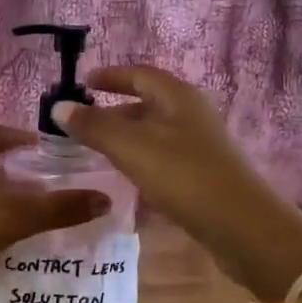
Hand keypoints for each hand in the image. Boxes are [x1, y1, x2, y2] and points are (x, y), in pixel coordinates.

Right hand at [51, 66, 301, 301]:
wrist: (242, 227)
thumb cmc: (184, 177)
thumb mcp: (132, 148)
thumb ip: (94, 126)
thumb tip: (59, 107)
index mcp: (178, 97)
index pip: (140, 75)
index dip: (110, 77)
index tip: (84, 83)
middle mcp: (191, 115)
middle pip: (147, 104)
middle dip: (114, 111)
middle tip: (82, 125)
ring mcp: (200, 146)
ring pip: (155, 133)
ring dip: (126, 138)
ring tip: (97, 153)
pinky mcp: (203, 175)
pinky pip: (163, 158)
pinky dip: (141, 161)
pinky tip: (126, 180)